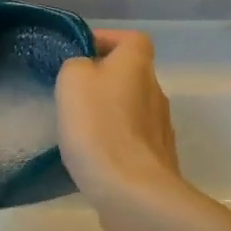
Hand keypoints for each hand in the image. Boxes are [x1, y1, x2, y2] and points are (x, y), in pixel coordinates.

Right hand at [56, 30, 184, 212]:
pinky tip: (91, 158)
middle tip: (70, 95)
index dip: (107, 40)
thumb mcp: (72, 80)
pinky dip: (112, 143)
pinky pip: (130, 141)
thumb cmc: (99, 126)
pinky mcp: (156, 161)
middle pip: (130, 75)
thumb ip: (76, 65)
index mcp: (137, 66)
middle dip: (102, 81)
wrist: (132, 191)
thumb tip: (85, 72)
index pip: (131, 39)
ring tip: (76, 129)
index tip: (79, 54)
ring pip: (130, 109)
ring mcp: (160, 129)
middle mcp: (156, 92)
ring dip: (107, 114)